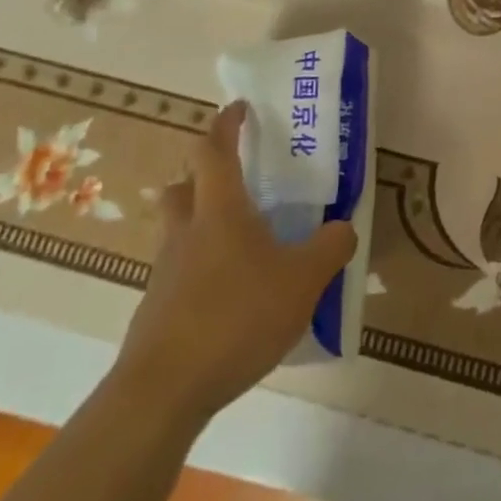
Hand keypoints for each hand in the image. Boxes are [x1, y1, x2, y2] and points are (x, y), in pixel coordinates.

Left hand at [113, 101, 355, 423]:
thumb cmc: (237, 316)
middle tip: (238, 179)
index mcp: (220, 211)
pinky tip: (233, 295)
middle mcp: (186, 232)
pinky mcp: (157, 310)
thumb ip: (331, 247)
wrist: (163, 391)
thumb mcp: (304, 279)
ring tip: (244, 242)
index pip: (213, 151)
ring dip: (203, 222)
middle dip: (204, 174)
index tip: (239, 109)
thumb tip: (344, 227)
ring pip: (179, 230)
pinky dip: (203, 268)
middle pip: (183, 187)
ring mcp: (166, 273)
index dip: (225, 125)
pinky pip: (180, 271)